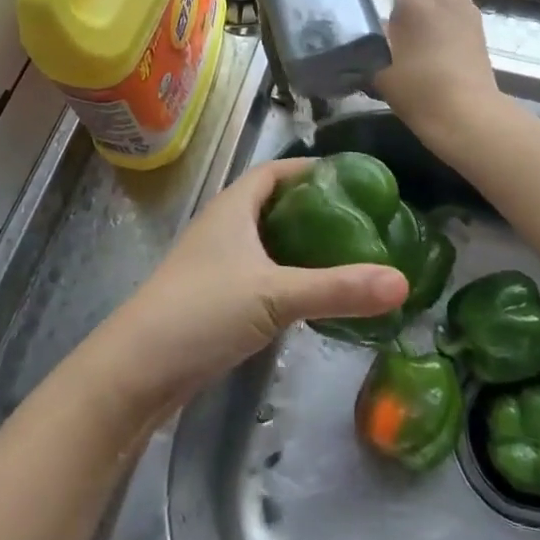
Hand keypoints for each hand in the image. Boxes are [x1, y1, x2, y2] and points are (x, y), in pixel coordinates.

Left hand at [94, 159, 408, 415]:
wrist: (137, 370)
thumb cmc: (203, 310)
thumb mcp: (275, 295)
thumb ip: (338, 288)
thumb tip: (402, 281)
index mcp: (234, 206)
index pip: (276, 171)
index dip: (311, 169)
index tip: (354, 179)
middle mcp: (224, 226)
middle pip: (274, 205)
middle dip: (314, 209)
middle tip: (362, 221)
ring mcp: (217, 263)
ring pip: (267, 242)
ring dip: (301, 245)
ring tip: (348, 255)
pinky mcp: (215, 297)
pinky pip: (260, 273)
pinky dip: (287, 276)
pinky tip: (313, 295)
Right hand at [372, 0, 498, 136]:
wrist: (465, 116)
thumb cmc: (415, 79)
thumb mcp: (375, 53)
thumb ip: (367, 31)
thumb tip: (363, 27)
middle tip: (386, 22)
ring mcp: (469, 12)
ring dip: (421, 10)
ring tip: (402, 45)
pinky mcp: (478, 35)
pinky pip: (451, 17)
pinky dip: (436, 28)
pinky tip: (423, 60)